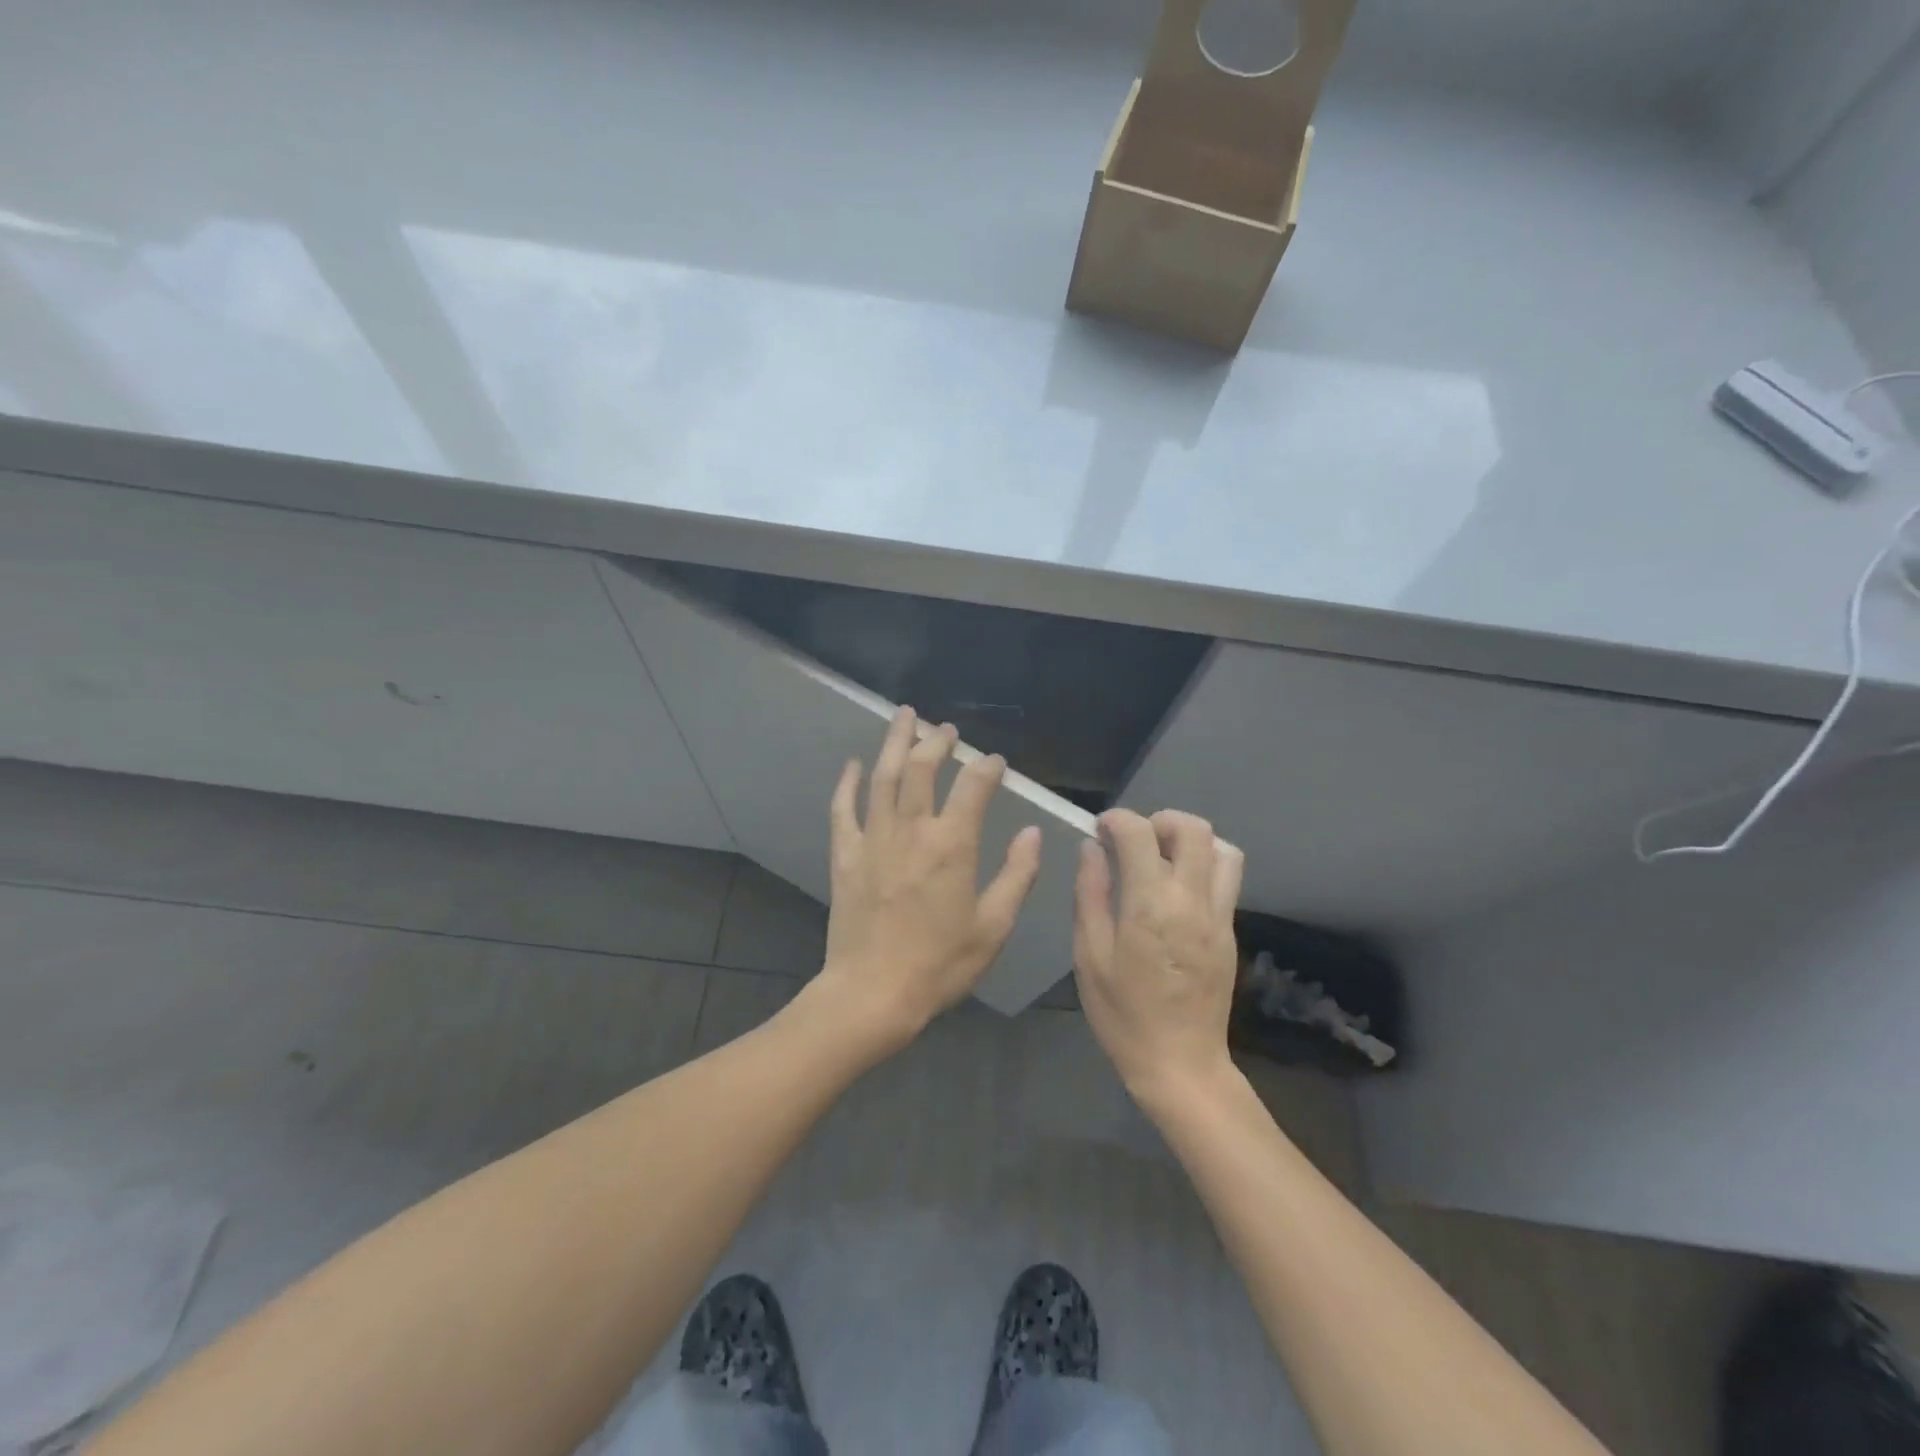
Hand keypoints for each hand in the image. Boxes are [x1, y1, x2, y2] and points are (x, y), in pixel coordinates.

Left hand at [813, 707, 1042, 1050]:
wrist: (873, 993)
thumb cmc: (940, 964)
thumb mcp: (993, 927)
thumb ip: (1017, 876)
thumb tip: (1031, 833)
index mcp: (952, 845)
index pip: (973, 787)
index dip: (987, 768)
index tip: (995, 761)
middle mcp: (911, 830)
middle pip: (923, 769)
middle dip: (937, 742)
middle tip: (946, 728)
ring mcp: (873, 839)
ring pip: (884, 777)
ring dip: (895, 743)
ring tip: (904, 716)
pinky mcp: (845, 855)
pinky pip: (843, 809)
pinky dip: (847, 784)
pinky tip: (852, 765)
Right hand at [1074, 808, 1243, 1103]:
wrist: (1181, 1064)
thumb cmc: (1123, 1014)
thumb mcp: (1090, 956)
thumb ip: (1091, 894)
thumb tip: (1091, 849)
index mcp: (1150, 905)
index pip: (1140, 833)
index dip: (1117, 820)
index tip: (1100, 830)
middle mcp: (1191, 900)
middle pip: (1193, 829)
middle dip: (1159, 820)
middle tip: (1134, 840)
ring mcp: (1219, 915)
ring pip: (1223, 849)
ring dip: (1191, 840)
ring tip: (1162, 858)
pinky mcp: (1231, 931)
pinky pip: (1227, 878)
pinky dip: (1204, 864)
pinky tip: (1176, 889)